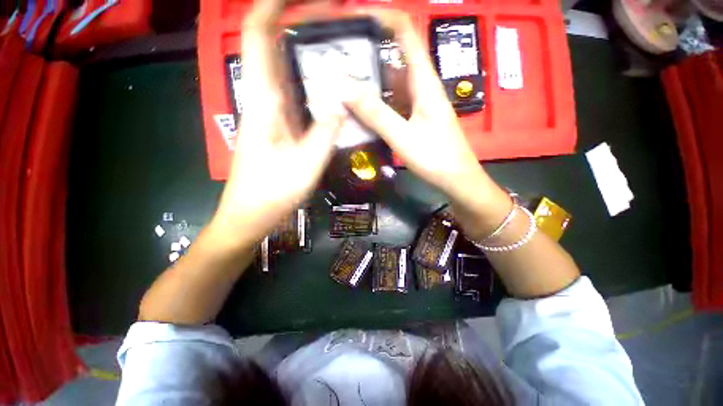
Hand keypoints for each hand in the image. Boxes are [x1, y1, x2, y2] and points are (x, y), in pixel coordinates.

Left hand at [211, 0, 342, 246]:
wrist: (249, 215)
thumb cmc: (271, 194)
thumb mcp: (305, 167)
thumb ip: (325, 134)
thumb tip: (342, 104)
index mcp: (264, 102)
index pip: (260, 36)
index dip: (275, 6)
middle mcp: (264, 100)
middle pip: (273, 45)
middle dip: (298, 22)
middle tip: (334, 19)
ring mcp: (272, 114)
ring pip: (285, 69)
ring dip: (306, 50)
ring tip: (337, 44)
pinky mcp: (280, 127)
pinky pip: (295, 94)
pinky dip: (311, 81)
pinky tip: (330, 85)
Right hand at [344, 10, 510, 238]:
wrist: (456, 178)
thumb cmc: (436, 157)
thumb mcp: (403, 137)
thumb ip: (376, 114)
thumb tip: (346, 90)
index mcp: (423, 81)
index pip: (405, 33)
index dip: (382, 17)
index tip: (354, 18)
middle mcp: (421, 85)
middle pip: (393, 56)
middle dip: (367, 52)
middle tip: (338, 58)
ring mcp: (417, 102)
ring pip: (391, 81)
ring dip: (369, 79)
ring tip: (342, 81)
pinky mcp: (414, 117)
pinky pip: (392, 101)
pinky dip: (376, 101)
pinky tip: (360, 108)